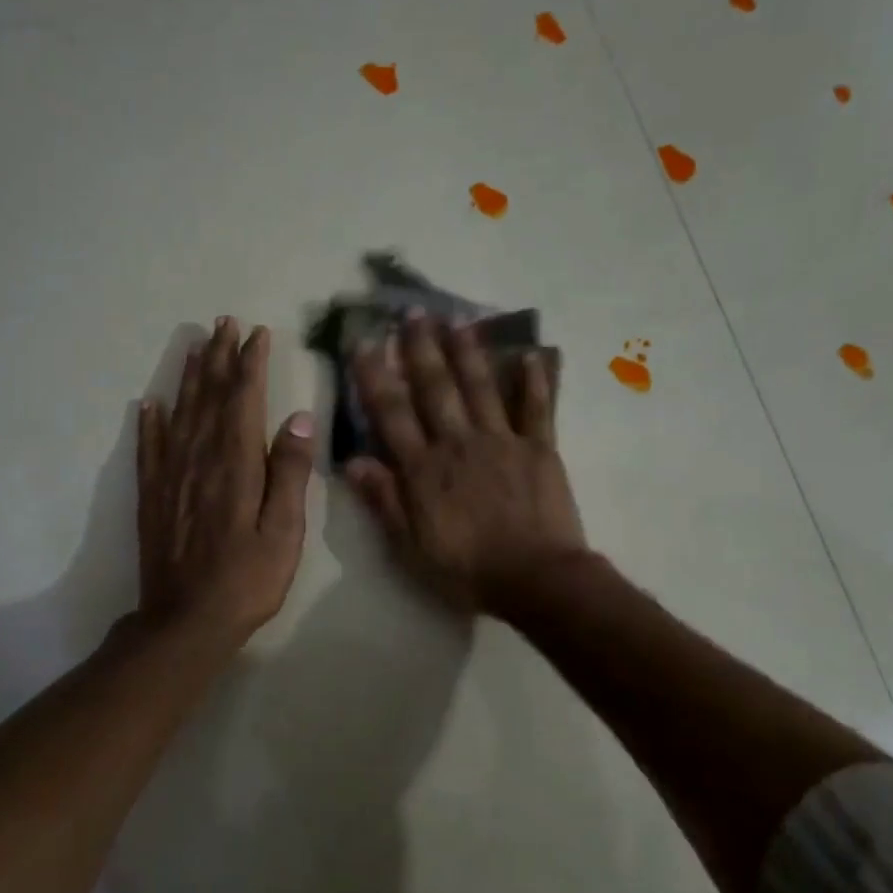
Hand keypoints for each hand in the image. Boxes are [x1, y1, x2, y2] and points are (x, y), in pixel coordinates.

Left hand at [139, 317, 314, 642]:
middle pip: (208, 397)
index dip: (249, 364)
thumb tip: (297, 418)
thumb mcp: (284, 532)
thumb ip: (290, 473)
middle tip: (222, 323)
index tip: (256, 334)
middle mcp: (200, 460)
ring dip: (188, 378)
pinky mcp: (153, 497)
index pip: (243, 400)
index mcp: (236, 465)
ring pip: (179, 414)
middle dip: (218, 358)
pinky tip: (149, 404)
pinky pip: (149, 449)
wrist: (186, 622)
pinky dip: (150, 423)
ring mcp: (171, 477)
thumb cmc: (247, 580)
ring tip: (194, 347)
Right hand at [347, 312, 585, 614]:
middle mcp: (458, 444)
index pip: (392, 413)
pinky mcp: (539, 449)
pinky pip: (537, 409)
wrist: (535, 580)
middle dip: (421, 349)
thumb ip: (384, 501)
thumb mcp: (411, 547)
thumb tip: (352, 460)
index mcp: (424, 469)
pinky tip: (530, 354)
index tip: (363, 341)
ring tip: (457, 319)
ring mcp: (502, 442)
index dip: (374, 376)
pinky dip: (534, 381)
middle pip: (436, 389)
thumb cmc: (467, 570)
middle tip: (413, 313)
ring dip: (467, 351)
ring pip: (481, 387)